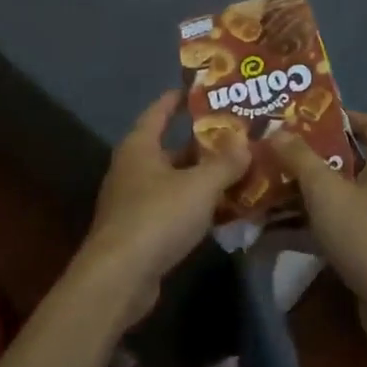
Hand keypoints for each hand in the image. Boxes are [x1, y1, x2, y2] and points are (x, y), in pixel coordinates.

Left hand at [79, 91, 249, 319]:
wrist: (120, 277)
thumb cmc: (157, 216)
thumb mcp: (199, 186)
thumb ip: (225, 162)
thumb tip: (246, 140)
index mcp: (139, 146)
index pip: (158, 112)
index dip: (178, 99)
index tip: (199, 89)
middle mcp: (133, 168)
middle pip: (170, 148)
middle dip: (202, 143)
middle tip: (238, 135)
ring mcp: (135, 201)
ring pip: (175, 180)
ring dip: (203, 177)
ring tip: (239, 169)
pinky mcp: (142, 231)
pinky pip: (174, 208)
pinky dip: (197, 205)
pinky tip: (224, 210)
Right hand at [271, 113, 366, 311]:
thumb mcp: (326, 191)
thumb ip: (299, 158)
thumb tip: (275, 129)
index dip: (341, 116)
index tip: (304, 118)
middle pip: (347, 160)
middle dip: (309, 157)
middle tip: (273, 151)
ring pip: (336, 196)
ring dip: (301, 193)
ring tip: (262, 188)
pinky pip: (334, 227)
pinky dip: (306, 226)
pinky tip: (269, 231)